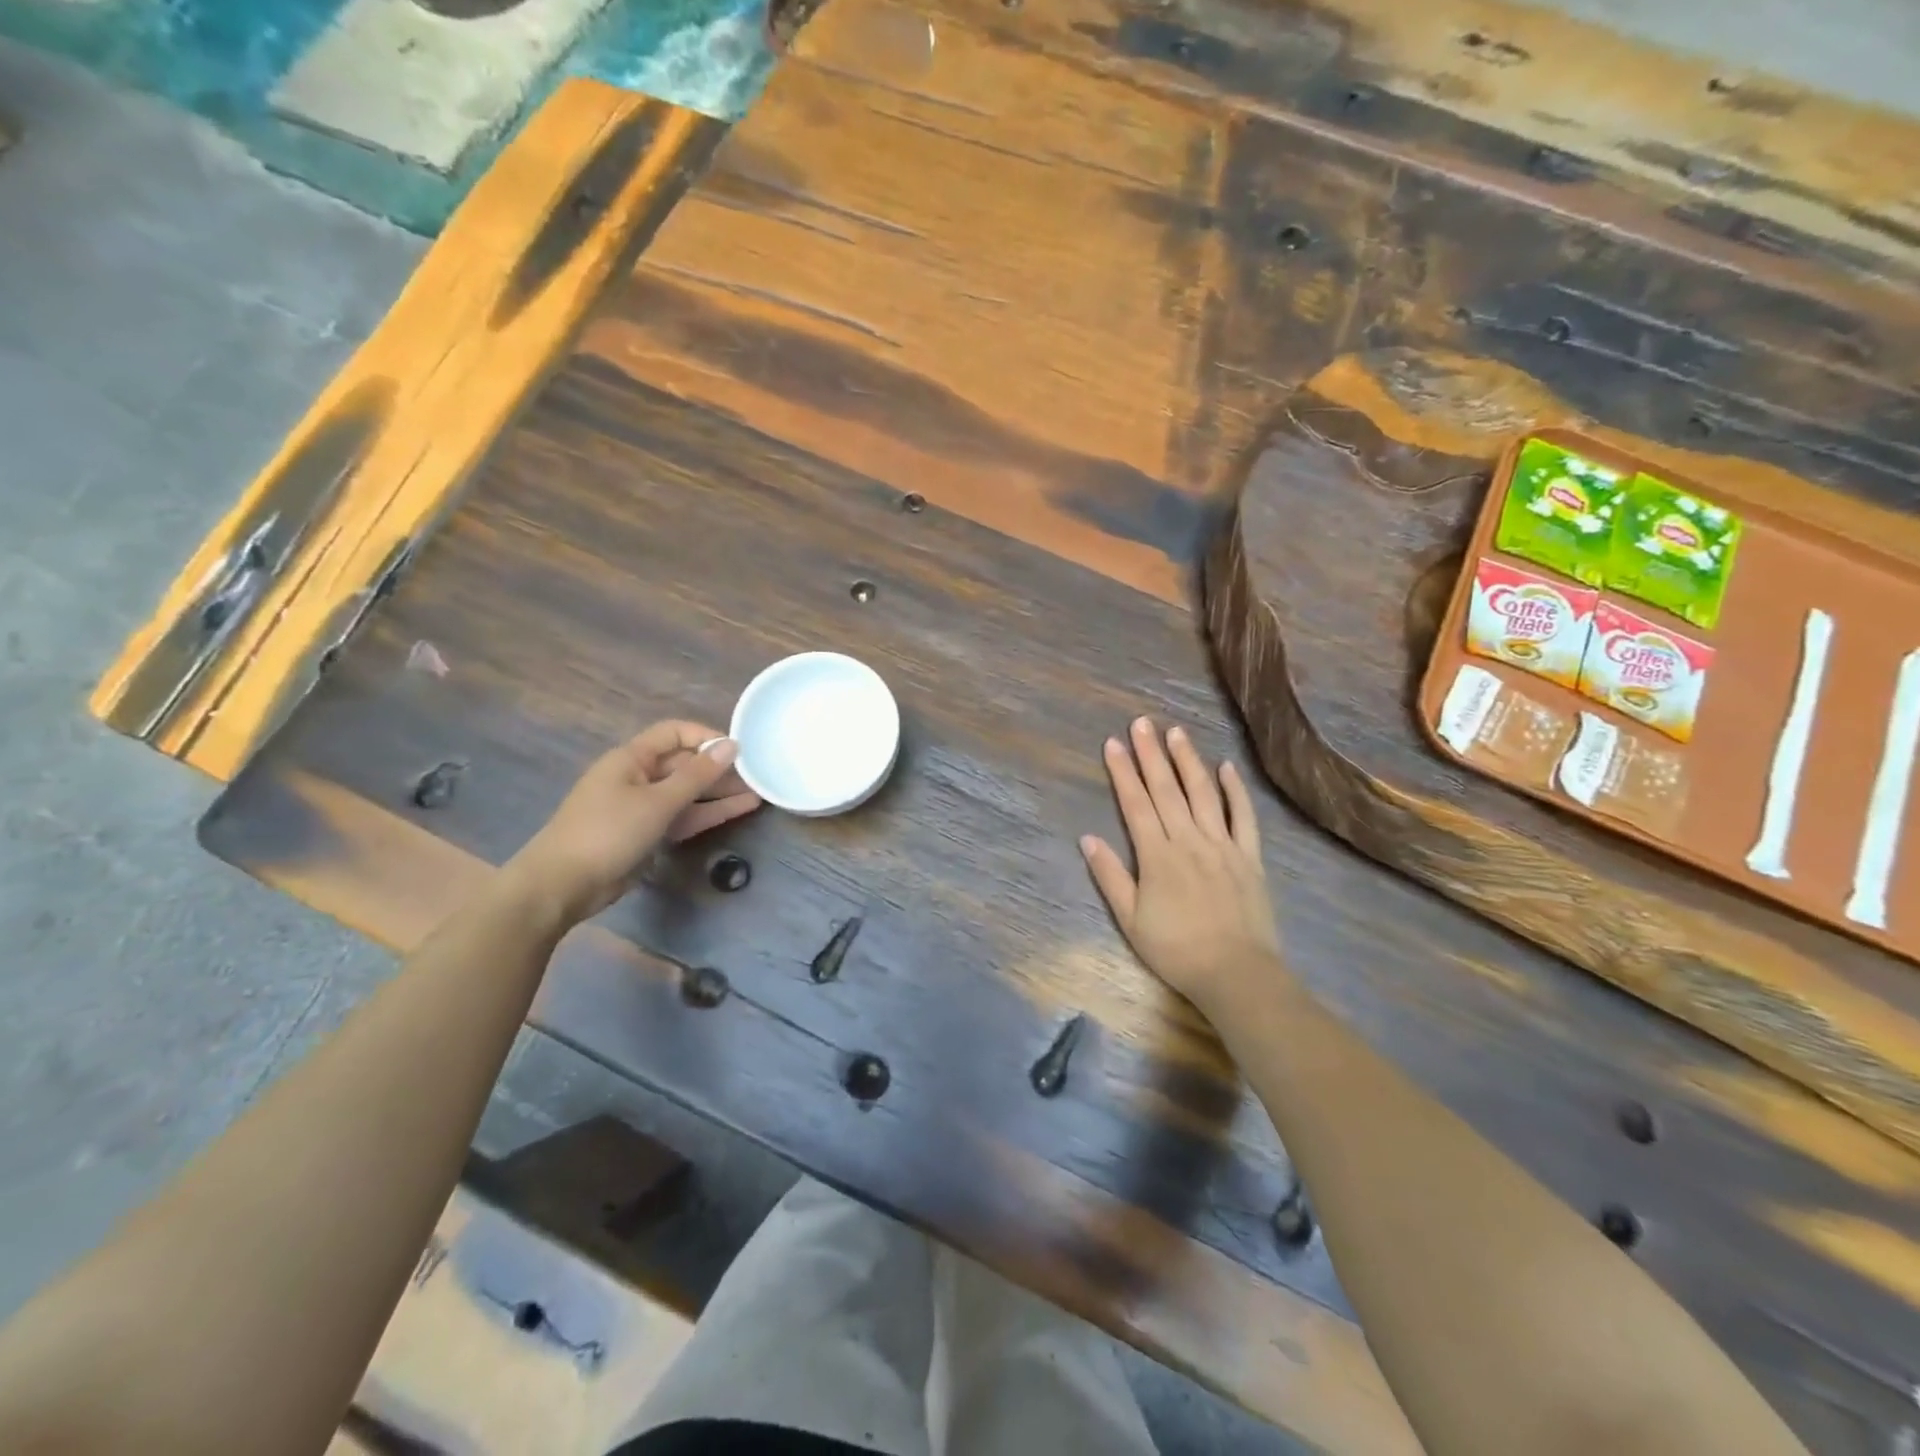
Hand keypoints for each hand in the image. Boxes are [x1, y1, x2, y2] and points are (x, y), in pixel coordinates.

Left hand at [508, 721, 760, 922]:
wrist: (562, 885)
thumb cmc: (607, 833)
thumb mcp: (658, 802)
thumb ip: (697, 775)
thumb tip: (731, 745)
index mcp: (632, 758)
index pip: (675, 733)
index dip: (706, 736)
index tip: (738, 750)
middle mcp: (638, 776)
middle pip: (684, 763)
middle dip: (719, 767)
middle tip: (758, 774)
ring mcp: (643, 806)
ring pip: (688, 792)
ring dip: (720, 791)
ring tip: (759, 792)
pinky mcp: (648, 833)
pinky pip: (684, 816)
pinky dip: (708, 812)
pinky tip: (739, 809)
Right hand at [1080, 717, 1281, 1011]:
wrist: (1236, 973)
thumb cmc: (1176, 950)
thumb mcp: (1130, 920)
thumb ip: (1110, 876)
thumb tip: (1087, 838)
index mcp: (1157, 855)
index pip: (1136, 804)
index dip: (1122, 772)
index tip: (1112, 743)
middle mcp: (1189, 840)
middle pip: (1166, 790)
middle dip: (1150, 754)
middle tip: (1141, 723)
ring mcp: (1222, 845)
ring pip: (1203, 793)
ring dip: (1188, 760)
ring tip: (1175, 733)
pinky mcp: (1249, 856)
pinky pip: (1243, 816)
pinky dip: (1235, 790)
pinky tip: (1226, 767)